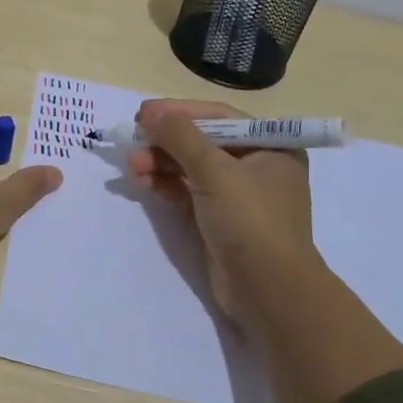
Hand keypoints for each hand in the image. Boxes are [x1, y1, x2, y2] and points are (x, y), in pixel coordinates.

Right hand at [126, 98, 320, 331]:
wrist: (268, 291)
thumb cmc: (250, 220)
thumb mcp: (215, 171)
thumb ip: (181, 136)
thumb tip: (152, 114)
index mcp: (270, 146)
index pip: (219, 117)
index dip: (179, 111)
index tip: (144, 112)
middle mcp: (257, 166)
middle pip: (202, 142)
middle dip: (166, 141)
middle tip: (133, 138)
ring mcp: (237, 196)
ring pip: (191, 168)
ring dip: (160, 163)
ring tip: (132, 164)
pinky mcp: (219, 220)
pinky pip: (188, 192)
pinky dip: (166, 185)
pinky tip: (142, 181)